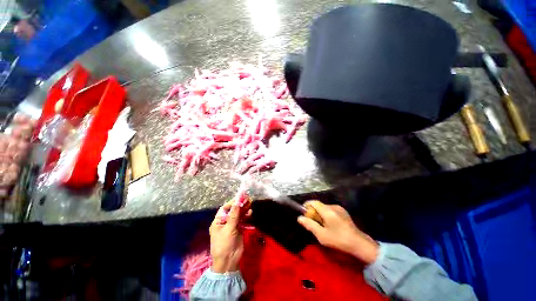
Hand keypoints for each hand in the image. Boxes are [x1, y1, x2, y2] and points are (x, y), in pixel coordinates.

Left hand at [209, 201, 249, 272]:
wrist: (229, 262)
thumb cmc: (224, 245)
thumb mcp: (228, 229)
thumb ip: (234, 215)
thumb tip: (237, 202)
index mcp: (218, 221)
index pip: (225, 208)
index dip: (232, 202)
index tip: (240, 197)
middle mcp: (225, 222)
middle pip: (233, 210)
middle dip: (240, 204)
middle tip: (247, 198)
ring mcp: (232, 225)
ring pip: (239, 214)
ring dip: (244, 209)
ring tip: (250, 202)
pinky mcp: (239, 229)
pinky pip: (243, 220)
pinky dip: (246, 215)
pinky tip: (250, 212)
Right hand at [297, 201, 378, 263]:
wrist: (360, 244)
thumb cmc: (339, 240)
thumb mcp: (322, 235)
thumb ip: (310, 225)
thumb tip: (299, 218)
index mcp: (328, 211)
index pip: (314, 202)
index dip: (307, 205)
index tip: (303, 212)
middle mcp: (333, 206)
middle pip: (319, 205)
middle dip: (313, 211)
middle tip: (312, 222)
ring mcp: (339, 208)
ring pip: (324, 207)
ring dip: (319, 213)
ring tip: (320, 225)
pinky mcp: (343, 212)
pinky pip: (330, 210)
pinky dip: (326, 214)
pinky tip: (329, 224)